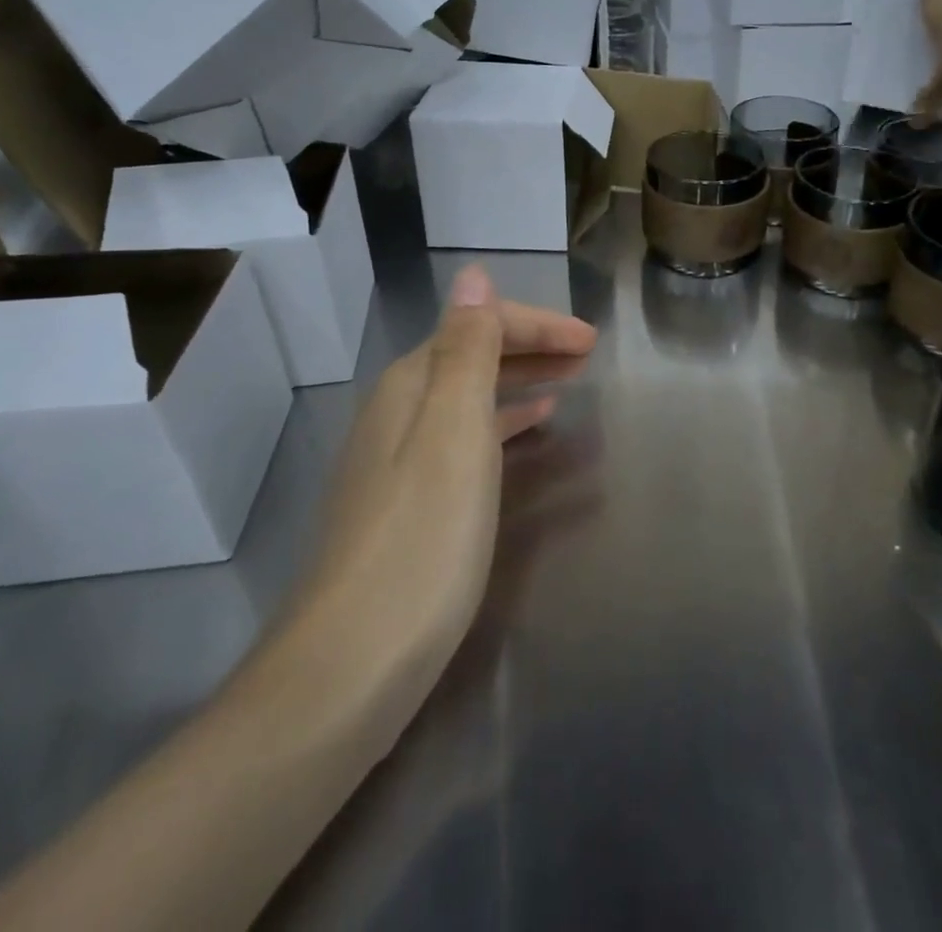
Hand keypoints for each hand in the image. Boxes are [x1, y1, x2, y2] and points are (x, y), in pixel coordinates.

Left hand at [258, 265, 597, 743]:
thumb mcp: (453, 432)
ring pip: (470, 399)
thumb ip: (467, 350)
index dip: (537, 325)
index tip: (592, 342)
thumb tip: (471, 273)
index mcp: (411, 386)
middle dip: (530, 347)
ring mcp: (398, 462)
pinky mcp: (407, 506)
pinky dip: (502, 425)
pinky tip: (526, 434)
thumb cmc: (421, 539)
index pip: (478, 327)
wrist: (350, 668)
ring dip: (519, 382)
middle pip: (472, 357)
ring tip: (568, 383)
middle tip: (587, 353)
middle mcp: (398, 413)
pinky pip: (466, 440)